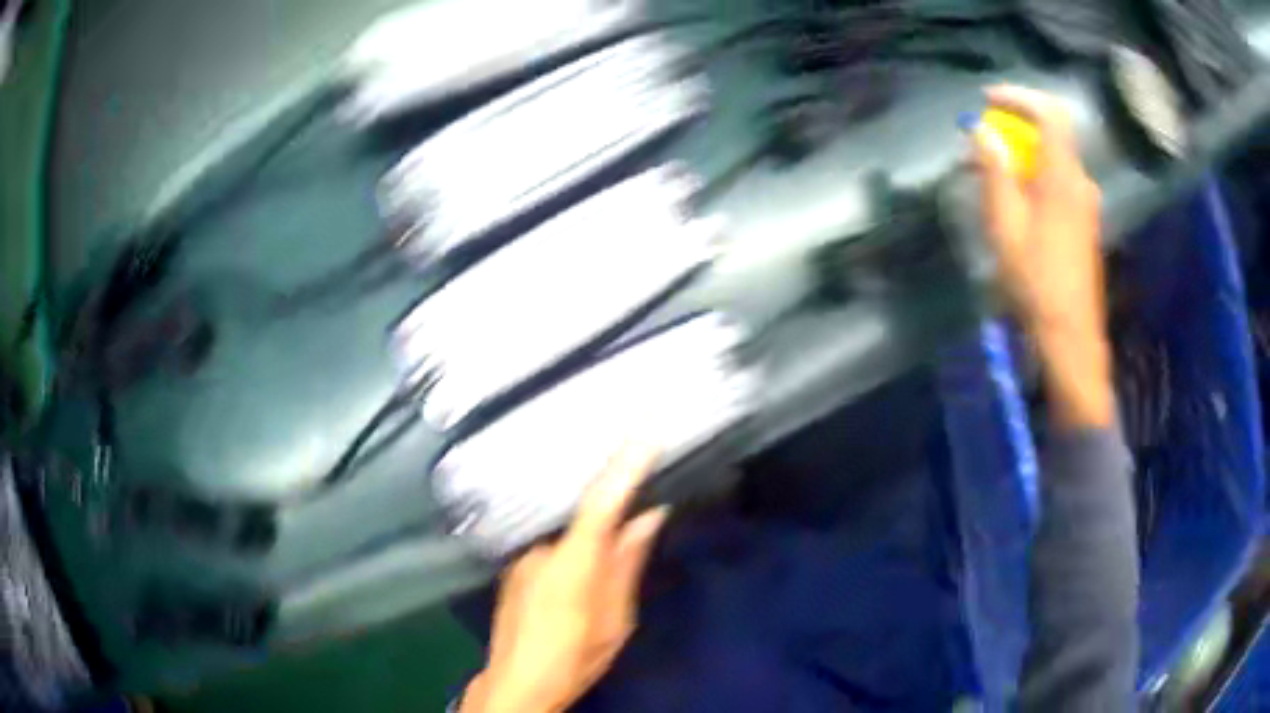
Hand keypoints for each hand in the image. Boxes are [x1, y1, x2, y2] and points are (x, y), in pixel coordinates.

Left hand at [460, 445, 669, 712]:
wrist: (516, 684)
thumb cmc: (574, 657)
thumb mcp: (616, 619)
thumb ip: (627, 563)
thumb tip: (648, 516)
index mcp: (572, 562)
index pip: (600, 502)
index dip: (622, 467)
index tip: (645, 436)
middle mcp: (541, 548)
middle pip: (583, 515)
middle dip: (611, 511)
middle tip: (634, 510)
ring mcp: (521, 557)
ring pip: (566, 534)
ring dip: (589, 539)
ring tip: (601, 564)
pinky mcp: (513, 568)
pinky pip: (550, 546)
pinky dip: (569, 549)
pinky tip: (574, 579)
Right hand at [973, 85, 1112, 428]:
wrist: (1070, 334)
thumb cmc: (1036, 281)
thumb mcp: (1006, 224)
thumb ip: (995, 171)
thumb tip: (982, 130)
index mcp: (1063, 176)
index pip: (1049, 112)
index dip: (1018, 97)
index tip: (987, 100)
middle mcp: (1080, 180)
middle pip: (1050, 133)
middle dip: (1013, 127)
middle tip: (980, 140)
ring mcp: (1086, 202)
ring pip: (1052, 158)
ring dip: (1022, 153)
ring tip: (990, 171)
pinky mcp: (1084, 221)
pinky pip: (1058, 180)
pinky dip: (1035, 174)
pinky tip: (1014, 197)